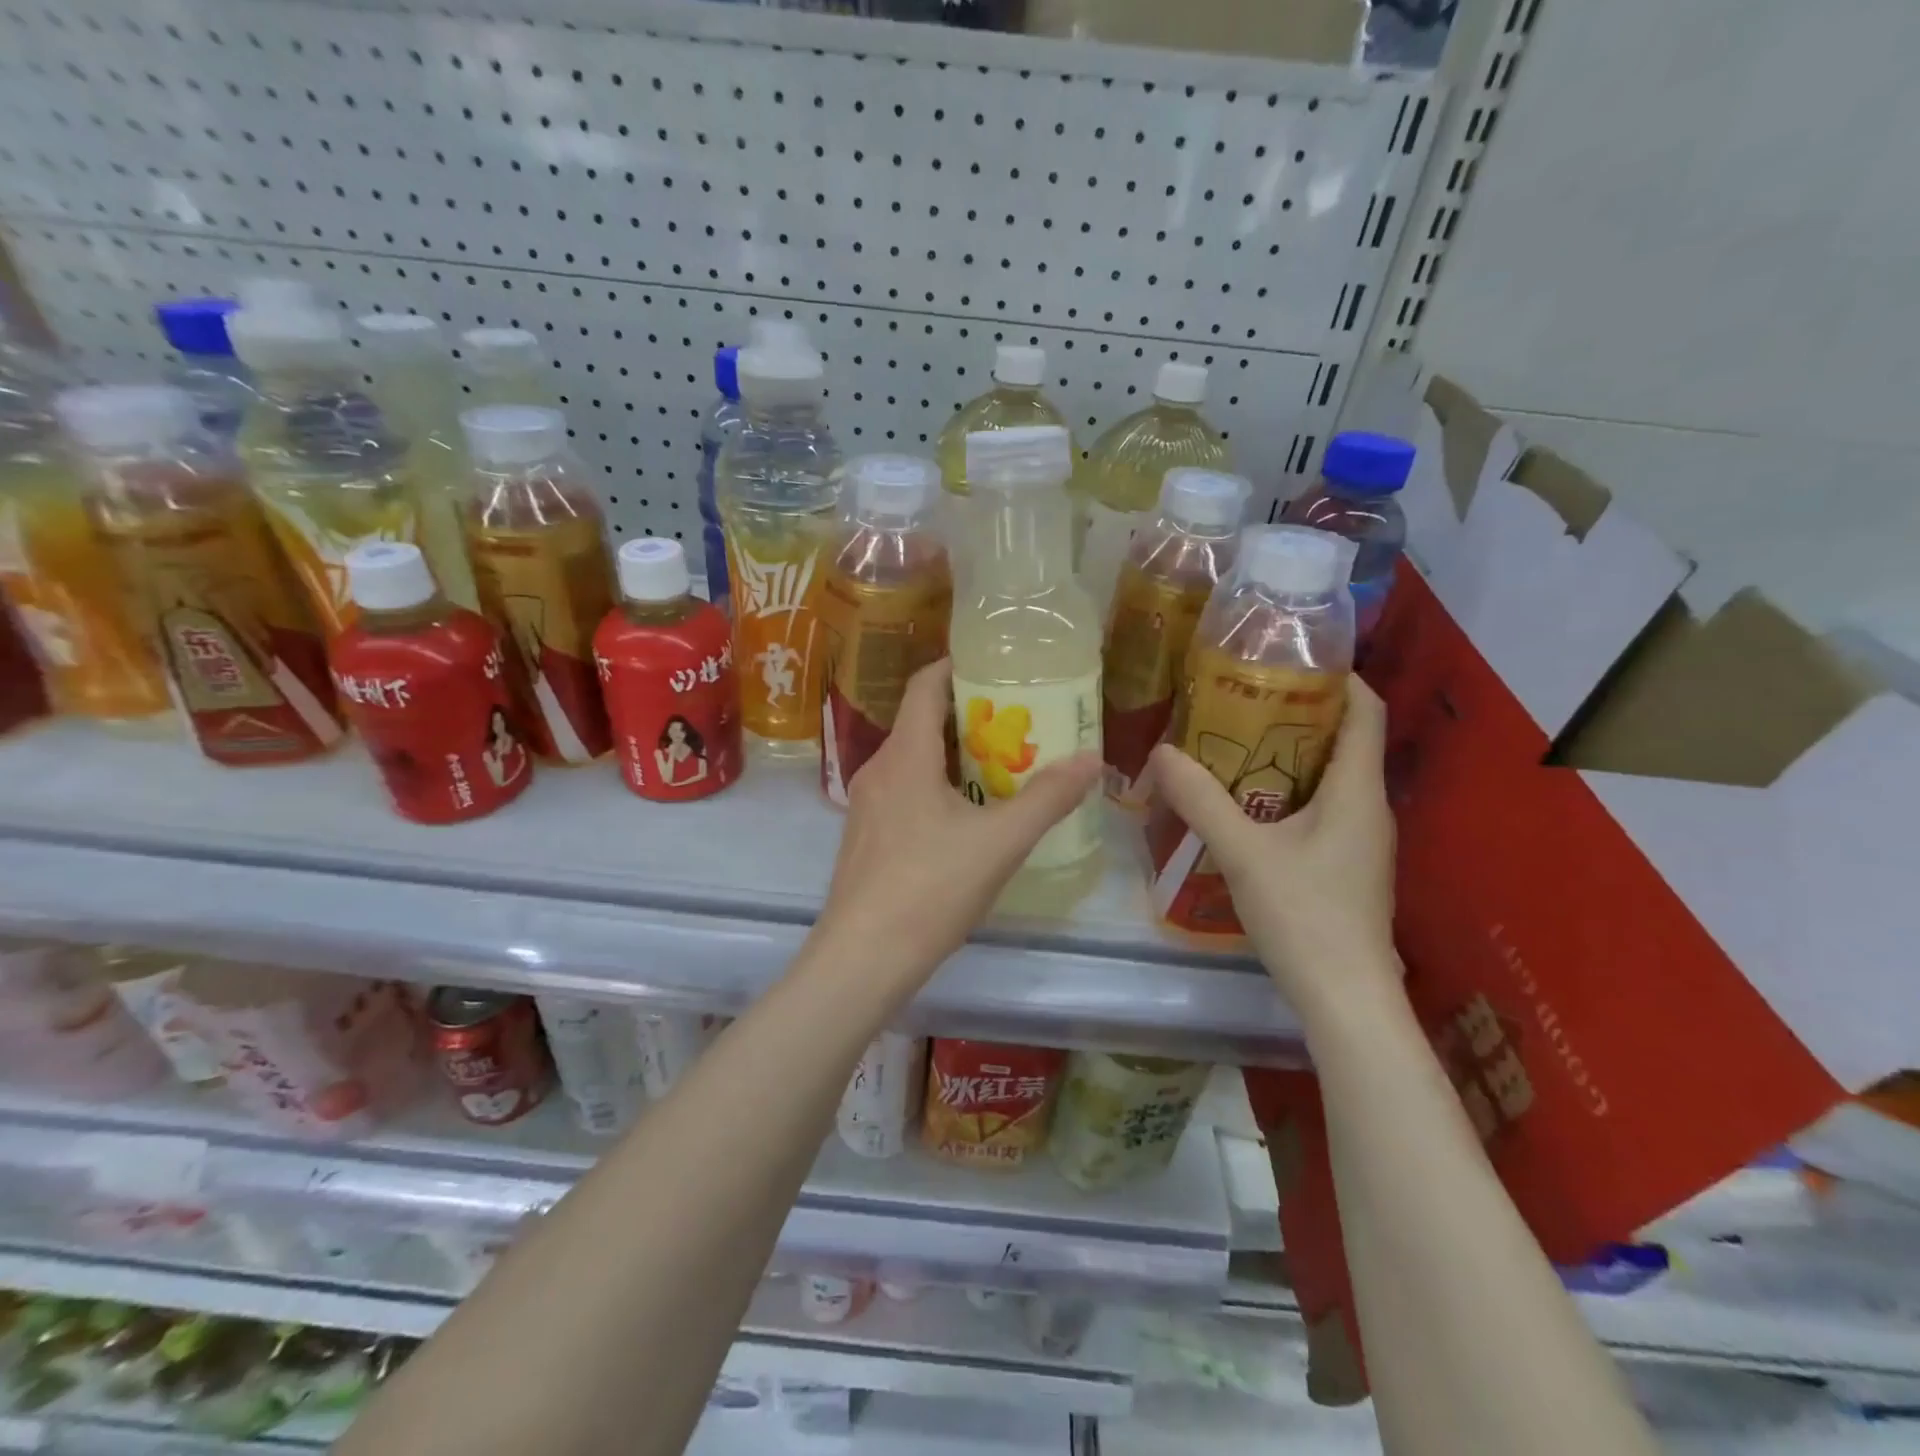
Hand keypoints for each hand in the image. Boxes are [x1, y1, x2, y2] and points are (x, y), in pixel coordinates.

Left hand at [815, 659, 1101, 983]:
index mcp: (906, 756)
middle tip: (1016, 722)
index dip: (955, 667)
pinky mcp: (865, 838)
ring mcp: (866, 806)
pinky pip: (903, 792)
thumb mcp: (1000, 842)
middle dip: (968, 717)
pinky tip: (966, 818)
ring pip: (913, 761)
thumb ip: (1048, 798)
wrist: (863, 958)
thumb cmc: (930, 889)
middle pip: (921, 723)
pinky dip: (936, 787)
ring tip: (1000, 768)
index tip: (993, 666)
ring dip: (954, 756)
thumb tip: (1092, 759)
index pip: (924, 686)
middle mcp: (878, 769)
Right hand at [1147, 676, 1397, 1014]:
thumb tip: (1161, 752)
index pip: (1366, 710)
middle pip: (1345, 738)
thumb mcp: (1244, 853)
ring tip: (1235, 739)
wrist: (1345, 998)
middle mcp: (1369, 806)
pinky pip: (1321, 806)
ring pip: (1330, 775)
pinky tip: (1246, 800)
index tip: (1290, 659)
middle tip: (1241, 696)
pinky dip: (1287, 789)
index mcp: (1358, 791)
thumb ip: (1201, 800)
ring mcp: (1361, 839)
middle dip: (1298, 711)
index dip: (1338, 676)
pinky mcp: (1346, 863)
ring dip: (1289, 752)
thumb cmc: (1305, 916)